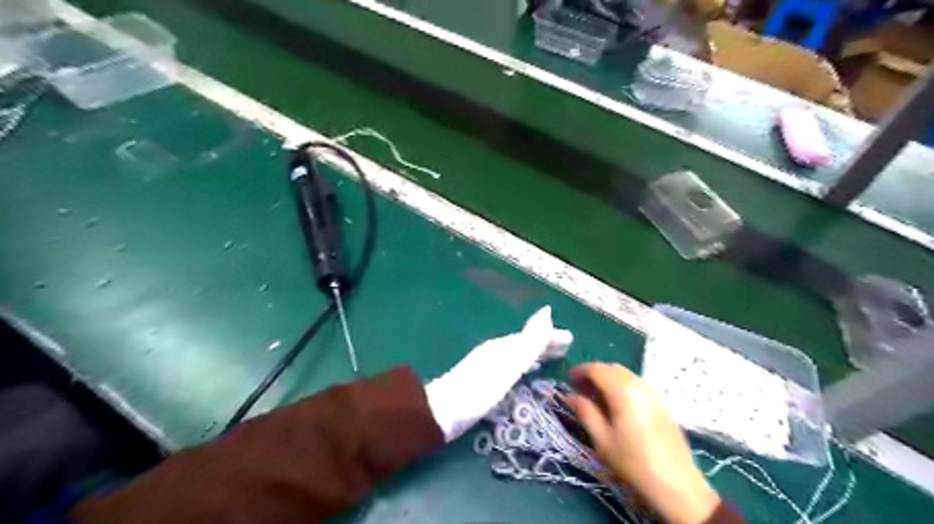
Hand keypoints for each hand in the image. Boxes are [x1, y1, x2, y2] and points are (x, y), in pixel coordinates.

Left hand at [426, 307, 572, 441]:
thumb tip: (546, 312)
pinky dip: (522, 366)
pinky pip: (510, 367)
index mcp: (503, 346)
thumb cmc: (481, 388)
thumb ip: (529, 341)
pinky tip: (522, 375)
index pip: (532, 336)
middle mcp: (496, 351)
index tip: (570, 339)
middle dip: (544, 344)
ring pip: (517, 355)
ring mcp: (487, 366)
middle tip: (565, 348)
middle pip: (524, 343)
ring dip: (534, 354)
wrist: (443, 411)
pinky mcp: (482, 381)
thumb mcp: (509, 363)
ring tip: (549, 359)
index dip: (550, 337)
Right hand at [566, 362, 715, 522]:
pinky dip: (622, 385)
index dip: (580, 371)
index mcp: (622, 390)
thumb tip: (571, 396)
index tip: (569, 380)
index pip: (596, 369)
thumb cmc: (633, 462)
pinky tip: (618, 404)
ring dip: (609, 378)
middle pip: (612, 368)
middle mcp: (639, 384)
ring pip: (625, 374)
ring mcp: (653, 392)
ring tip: (597, 397)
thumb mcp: (602, 439)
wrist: (676, 483)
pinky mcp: (662, 402)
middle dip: (594, 373)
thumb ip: (585, 412)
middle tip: (581, 389)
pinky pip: (637, 383)